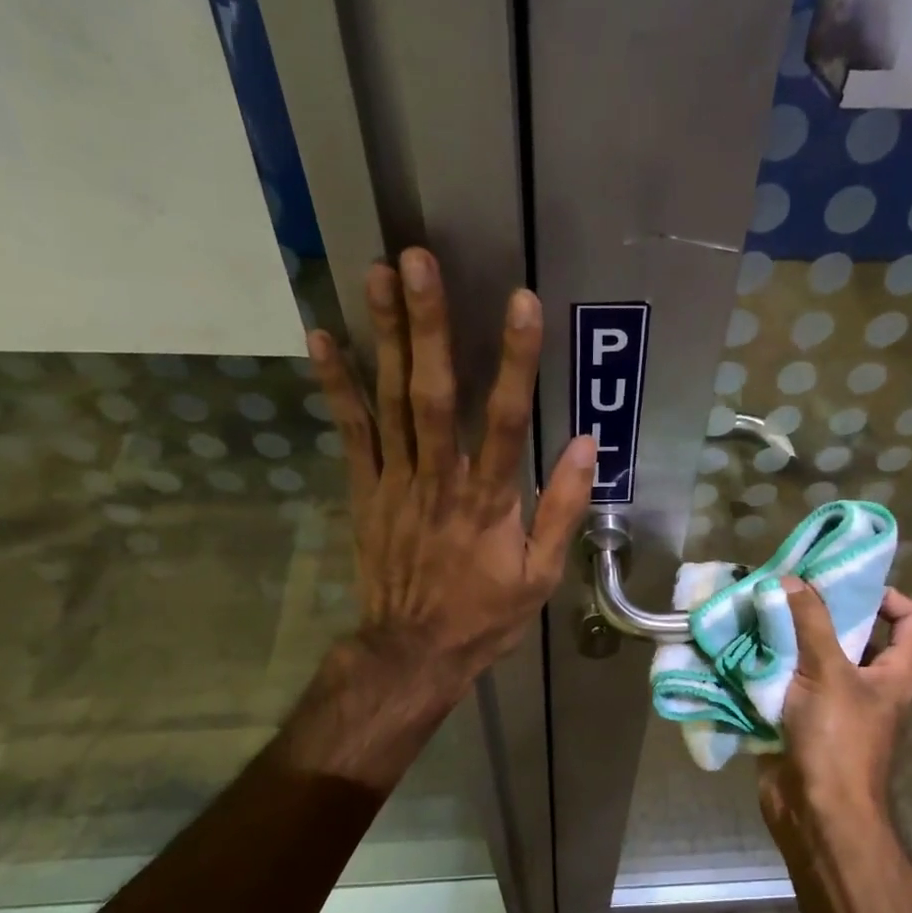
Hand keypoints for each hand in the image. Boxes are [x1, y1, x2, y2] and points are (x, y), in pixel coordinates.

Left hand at [310, 248, 595, 693]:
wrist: (413, 652)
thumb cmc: (484, 615)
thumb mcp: (540, 576)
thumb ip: (563, 508)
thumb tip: (588, 444)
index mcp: (489, 501)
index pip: (507, 421)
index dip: (517, 361)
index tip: (522, 303)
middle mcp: (439, 479)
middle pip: (434, 394)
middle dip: (429, 326)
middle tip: (417, 261)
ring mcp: (395, 482)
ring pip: (389, 401)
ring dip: (384, 336)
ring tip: (375, 274)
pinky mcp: (365, 491)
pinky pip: (351, 433)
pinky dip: (337, 385)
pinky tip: (323, 337)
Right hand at [759, 582, 911, 838]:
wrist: (816, 814)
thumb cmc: (838, 741)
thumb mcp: (829, 673)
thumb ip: (811, 623)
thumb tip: (792, 579)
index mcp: (892, 674)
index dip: (890, 597)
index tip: (846, 585)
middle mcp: (866, 686)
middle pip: (852, 636)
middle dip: (818, 613)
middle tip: (785, 590)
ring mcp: (831, 706)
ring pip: (811, 659)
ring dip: (785, 639)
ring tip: (756, 613)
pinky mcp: (798, 722)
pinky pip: (783, 685)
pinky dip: (765, 668)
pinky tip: (740, 651)